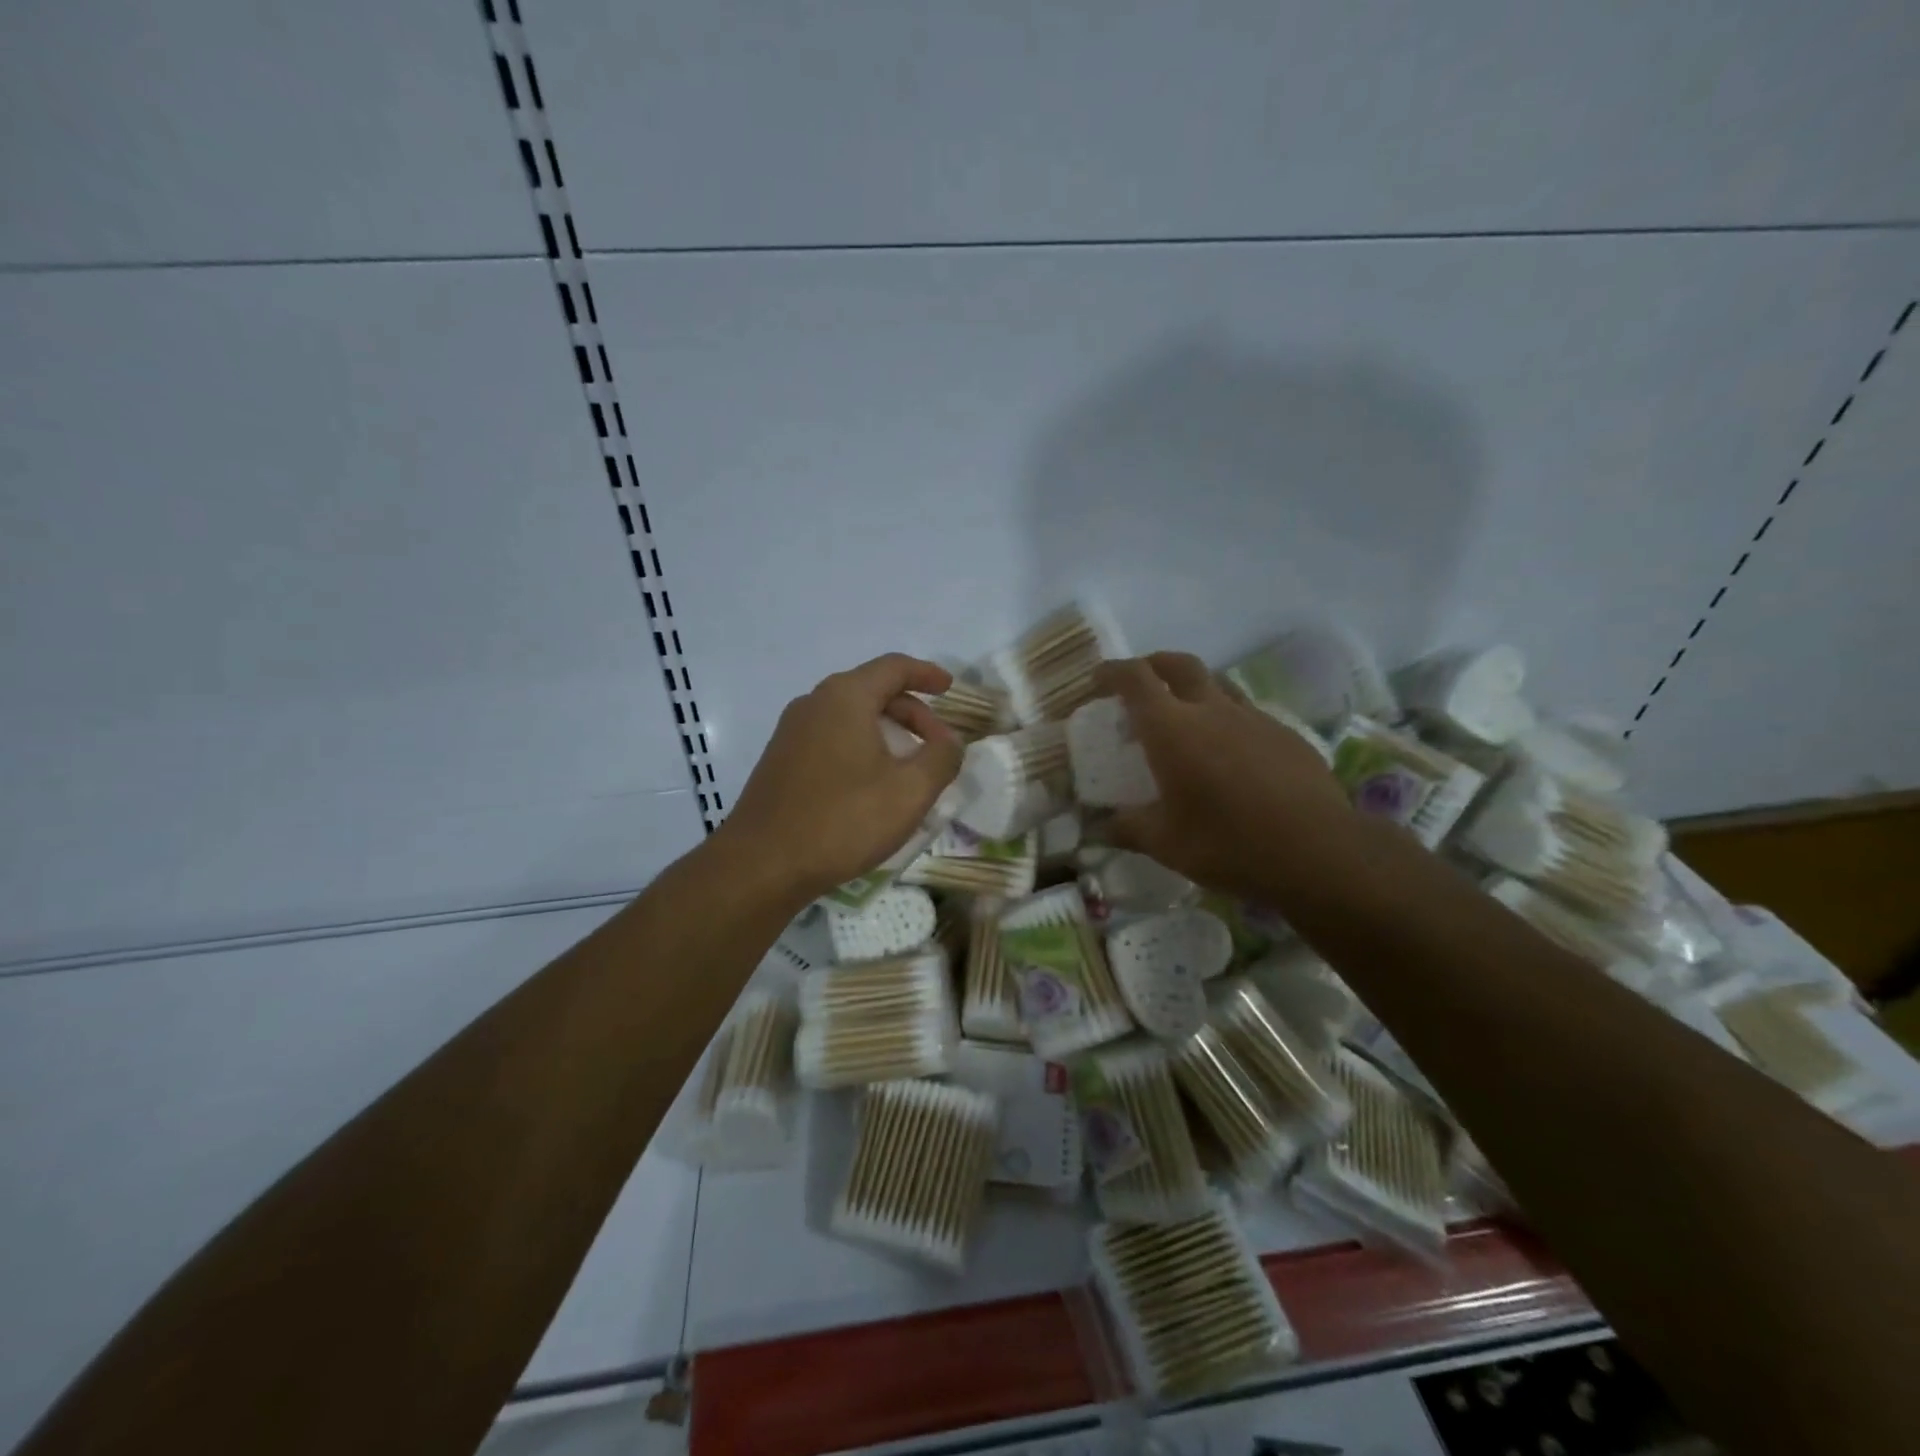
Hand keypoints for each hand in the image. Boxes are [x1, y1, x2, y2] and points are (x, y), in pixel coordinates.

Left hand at [716, 653, 964, 902]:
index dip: (927, 674)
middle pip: (872, 691)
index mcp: (845, 697)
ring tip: (909, 767)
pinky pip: (831, 738)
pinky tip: (872, 785)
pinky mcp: (780, 760)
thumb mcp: (910, 791)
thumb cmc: (843, 820)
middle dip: (912, 712)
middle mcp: (814, 703)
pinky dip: (861, 747)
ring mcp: (791, 732)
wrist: (761, 864)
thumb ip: (941, 758)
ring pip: (850, 717)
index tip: (950, 689)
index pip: (894, 667)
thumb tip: (950, 741)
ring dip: (886, 733)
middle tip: (937, 745)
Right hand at [1093, 653, 1356, 903]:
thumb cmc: (1227, 843)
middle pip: (1179, 665)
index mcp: (1172, 729)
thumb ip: (1128, 828)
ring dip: (1194, 689)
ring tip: (1186, 716)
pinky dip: (1228, 721)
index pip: (1135, 679)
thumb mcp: (1165, 844)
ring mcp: (1254, 719)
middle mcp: (1212, 711)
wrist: (1317, 852)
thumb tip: (1100, 829)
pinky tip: (1232, 755)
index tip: (1098, 680)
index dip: (1113, 672)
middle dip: (1153, 664)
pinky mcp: (1287, 736)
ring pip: (1218, 685)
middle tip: (1141, 681)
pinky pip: (1249, 715)